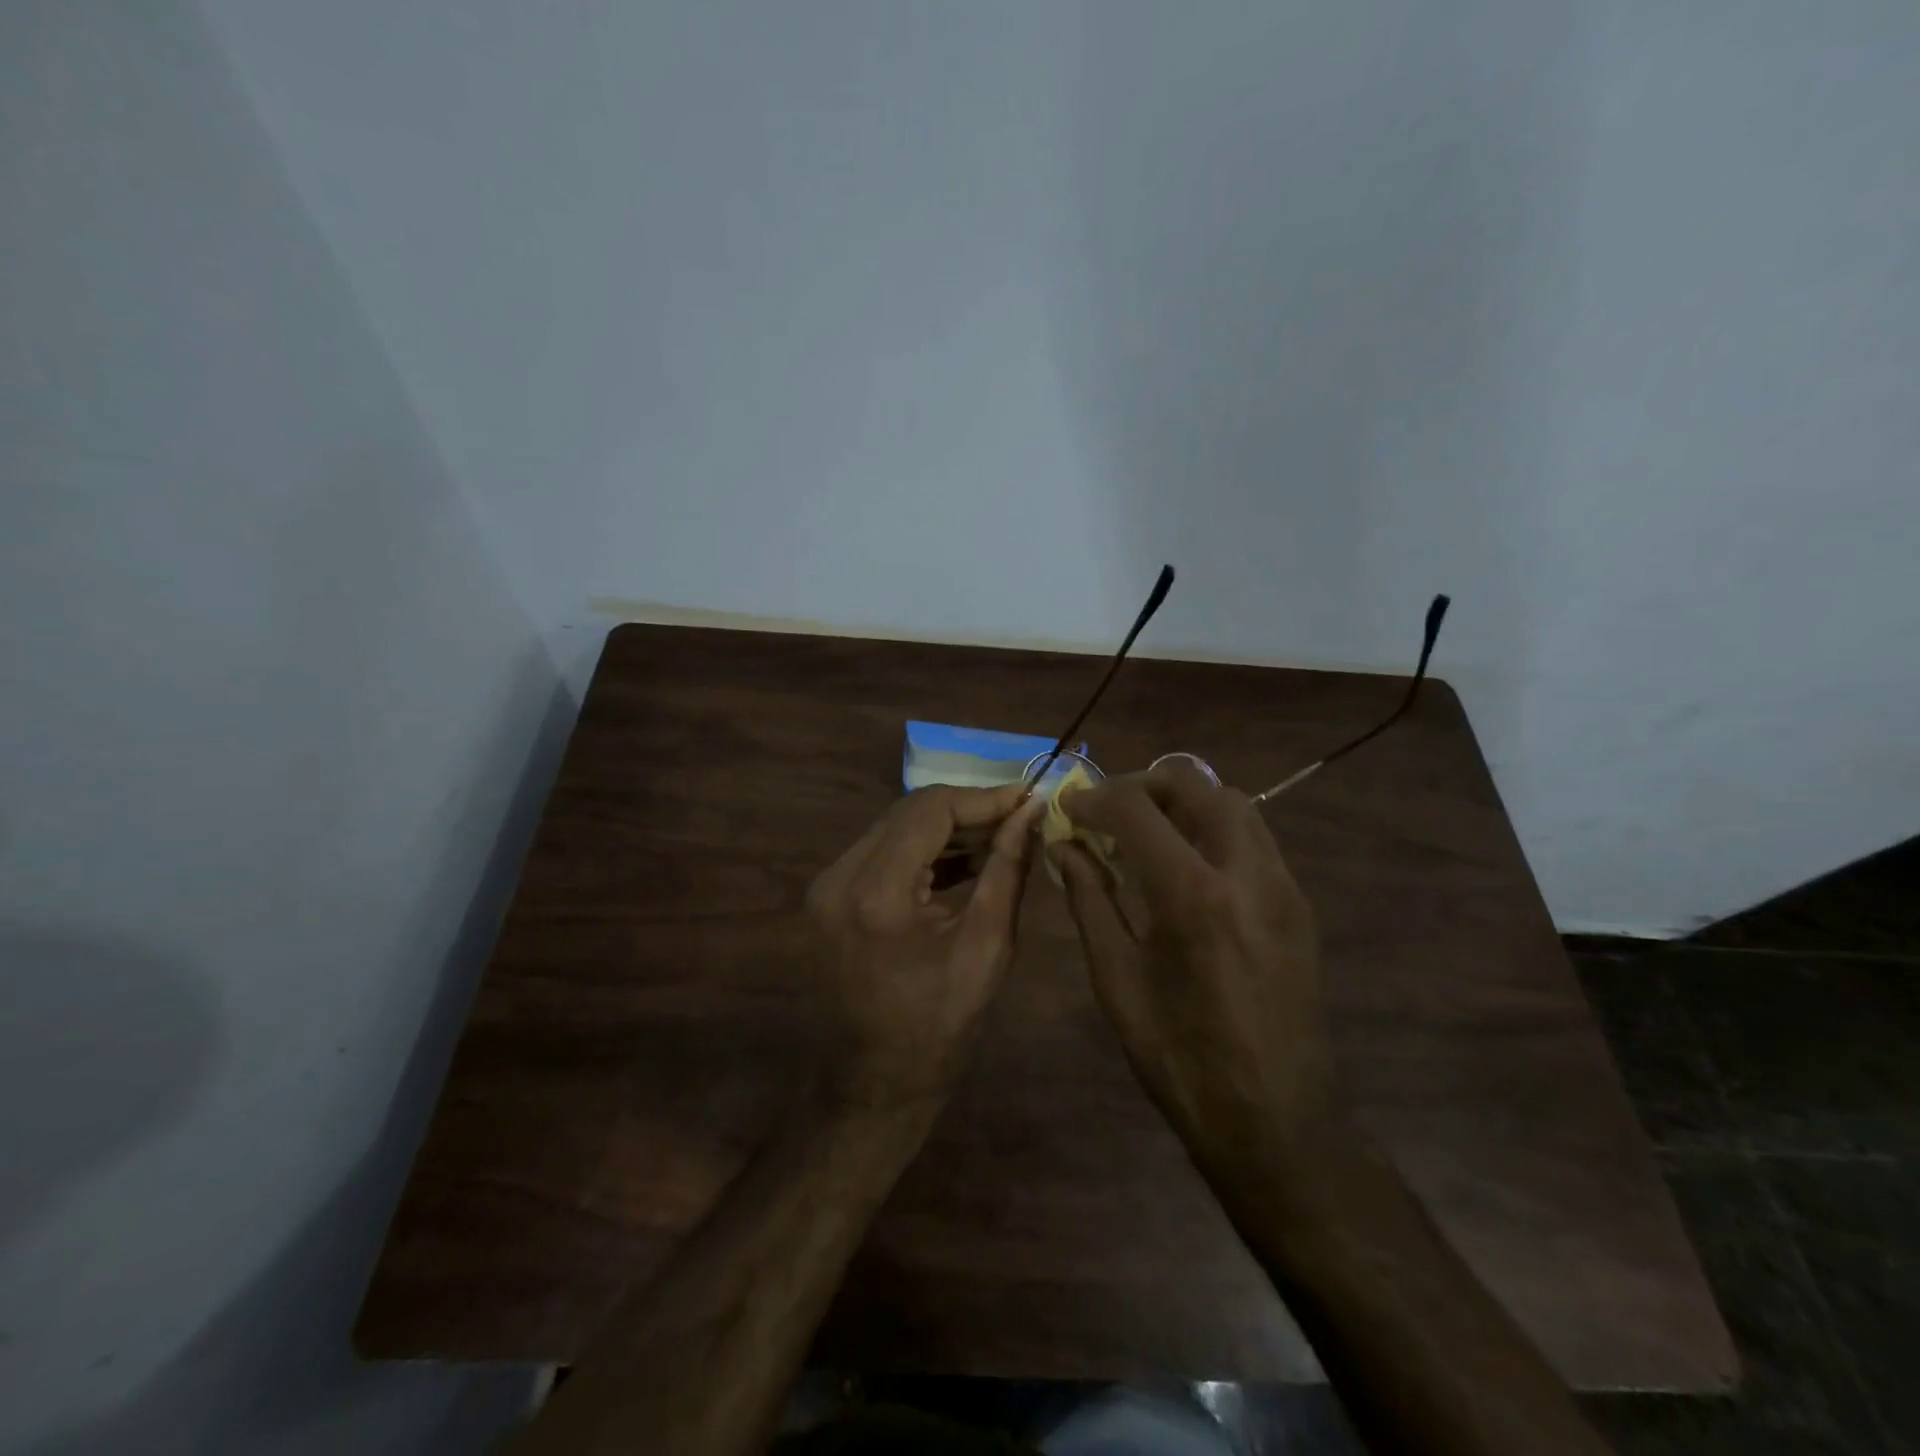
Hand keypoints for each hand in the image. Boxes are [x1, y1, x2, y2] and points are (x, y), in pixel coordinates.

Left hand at [807, 783, 1042, 1107]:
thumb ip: (1008, 869)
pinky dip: (923, 849)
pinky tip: (965, 857)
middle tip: (1018, 816)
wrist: (877, 1079)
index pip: (930, 810)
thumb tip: (1031, 814)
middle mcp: (840, 877)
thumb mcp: (987, 945)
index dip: (983, 797)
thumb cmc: (941, 1024)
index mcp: (876, 893)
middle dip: (967, 809)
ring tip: (1000, 835)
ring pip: (895, 827)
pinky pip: (882, 852)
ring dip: (947, 828)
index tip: (1027, 798)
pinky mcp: (830, 895)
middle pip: (908, 812)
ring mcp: (828, 885)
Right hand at [1050, 759, 1339, 1179]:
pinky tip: (1187, 866)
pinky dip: (1213, 827)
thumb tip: (1064, 846)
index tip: (1069, 808)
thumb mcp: (1117, 980)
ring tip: (1147, 833)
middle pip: (1194, 782)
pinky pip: (1254, 837)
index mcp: (1192, 896)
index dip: (1094, 798)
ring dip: (1183, 800)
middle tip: (1108, 812)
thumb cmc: (1180, 1058)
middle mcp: (1246, 872)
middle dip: (1142, 784)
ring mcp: (1282, 885)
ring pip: (1233, 802)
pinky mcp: (1298, 903)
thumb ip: (1089, 900)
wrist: (1276, 1120)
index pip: (1136, 809)